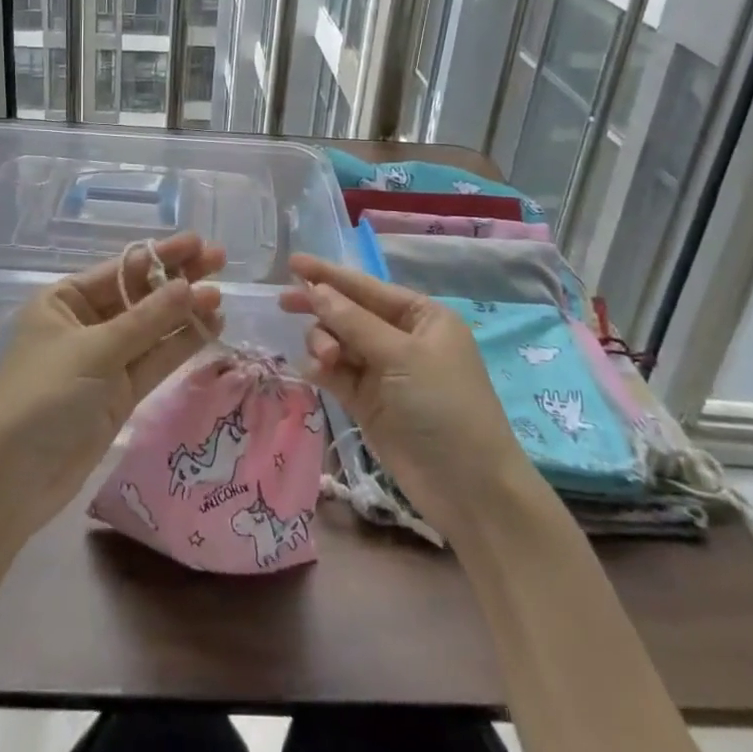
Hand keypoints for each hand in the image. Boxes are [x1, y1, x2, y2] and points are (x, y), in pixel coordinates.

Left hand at [0, 232, 224, 542]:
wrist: (10, 483)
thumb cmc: (42, 398)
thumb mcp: (95, 351)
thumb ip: (148, 320)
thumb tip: (190, 286)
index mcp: (65, 301)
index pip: (122, 269)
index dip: (162, 255)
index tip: (199, 243)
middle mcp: (86, 323)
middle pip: (141, 294)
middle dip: (179, 279)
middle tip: (220, 262)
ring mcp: (105, 359)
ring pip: (153, 328)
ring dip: (185, 312)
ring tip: (221, 298)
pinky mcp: (120, 393)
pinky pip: (156, 359)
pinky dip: (181, 344)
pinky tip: (211, 326)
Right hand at [281, 255, 546, 545]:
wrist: (468, 489)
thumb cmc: (443, 407)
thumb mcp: (401, 357)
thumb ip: (354, 322)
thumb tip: (317, 289)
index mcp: (421, 317)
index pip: (367, 287)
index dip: (329, 274)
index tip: (292, 263)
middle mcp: (401, 338)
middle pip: (348, 313)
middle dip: (321, 309)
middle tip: (284, 304)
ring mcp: (384, 371)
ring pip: (338, 342)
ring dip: (324, 343)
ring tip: (325, 360)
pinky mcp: (368, 402)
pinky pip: (337, 373)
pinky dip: (323, 369)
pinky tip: (315, 372)